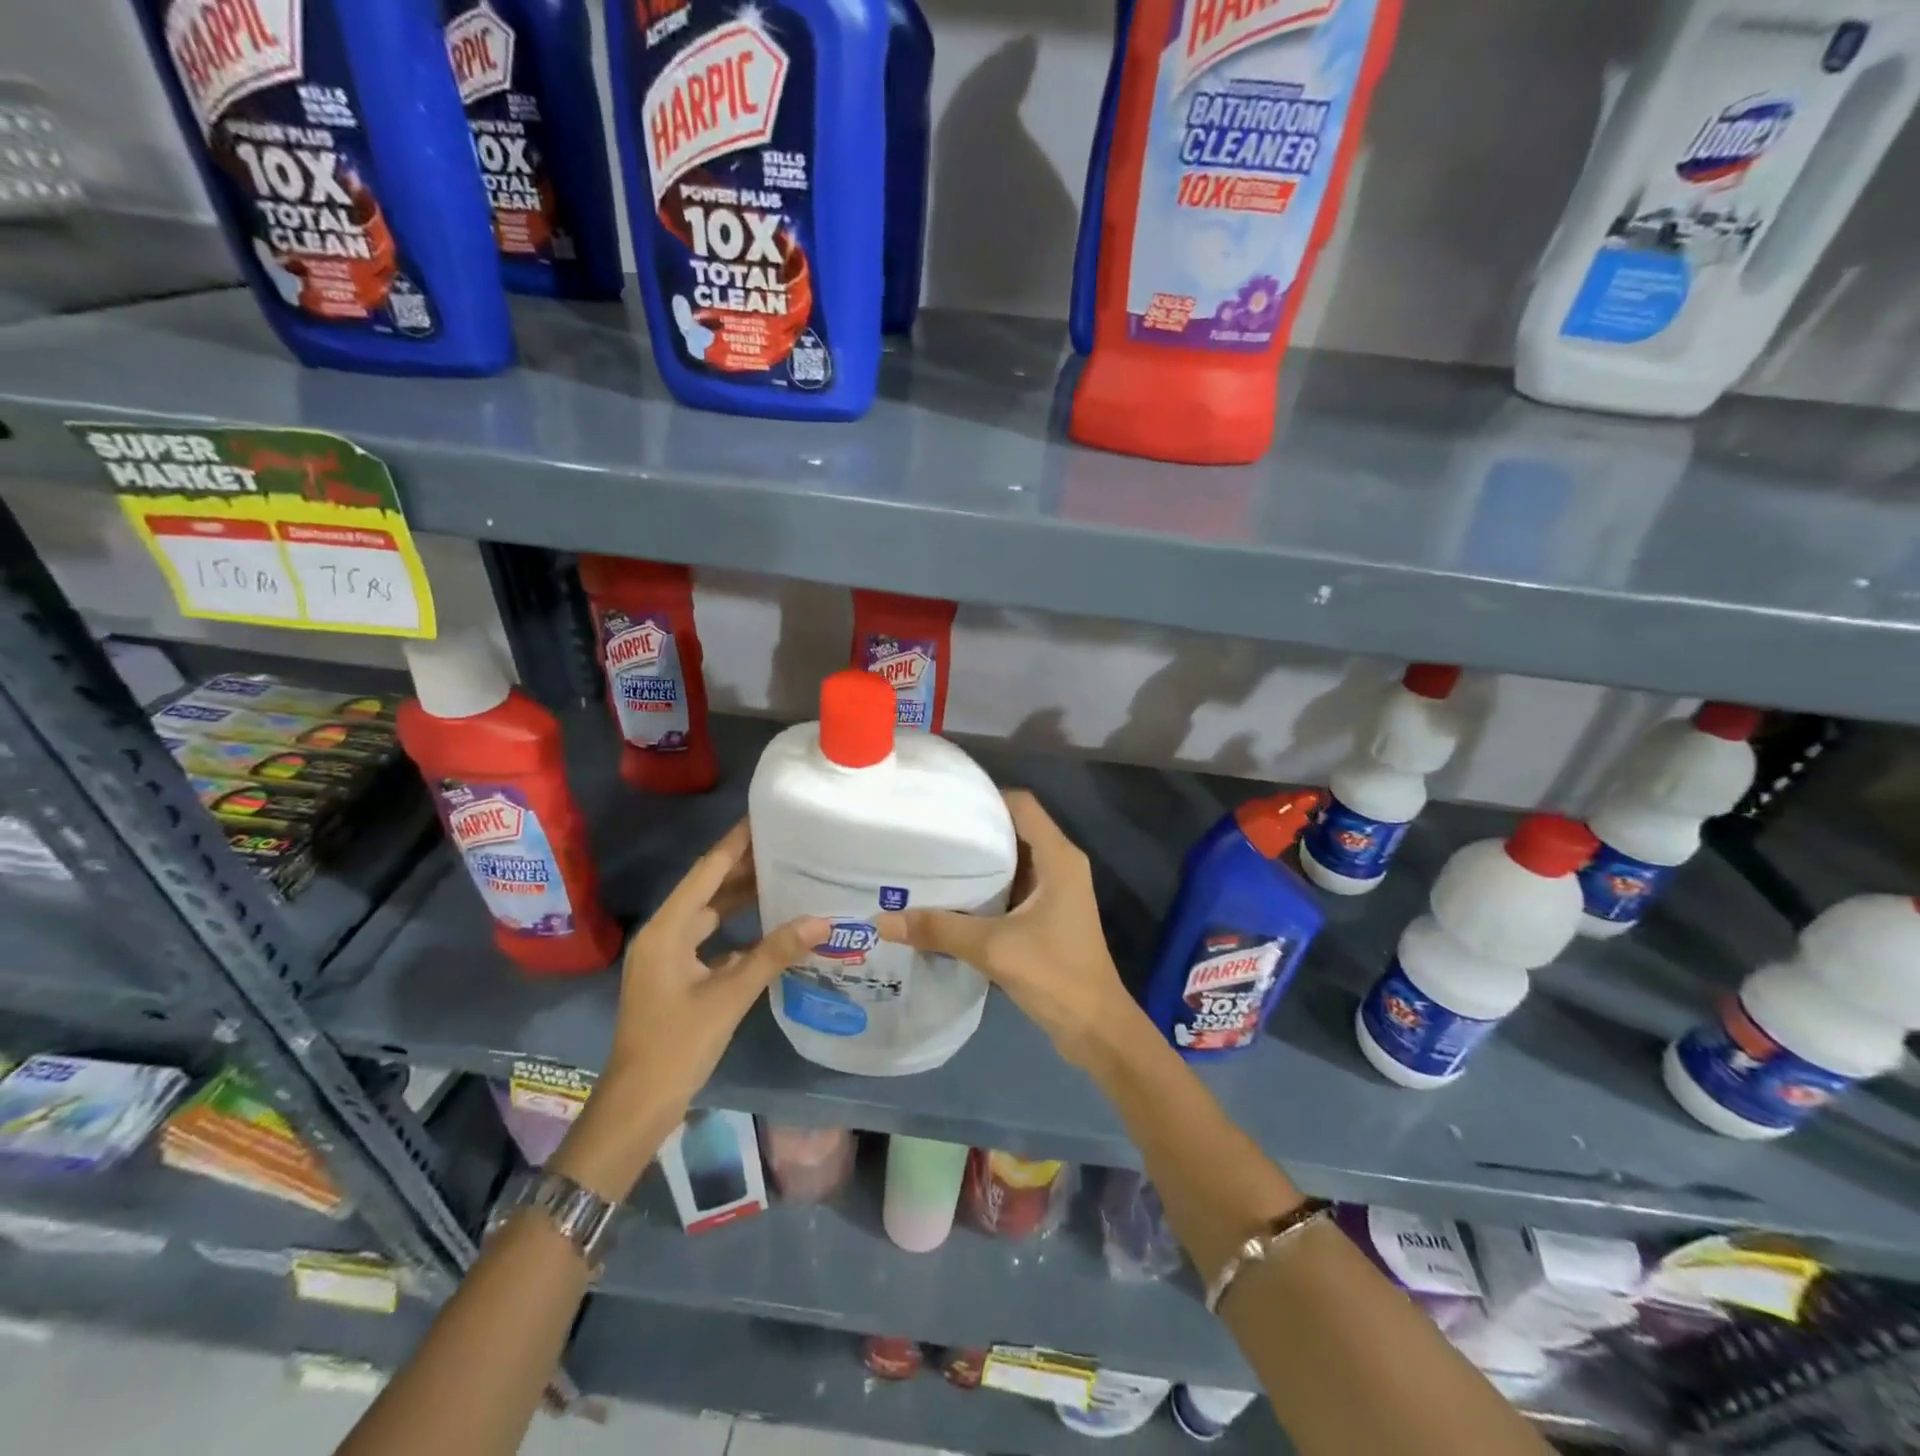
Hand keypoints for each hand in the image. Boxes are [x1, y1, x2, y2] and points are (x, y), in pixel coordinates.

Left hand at [557, 822, 823, 1199]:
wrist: (638, 1104)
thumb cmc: (677, 1045)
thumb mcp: (730, 996)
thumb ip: (774, 954)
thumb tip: (821, 921)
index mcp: (667, 930)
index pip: (706, 873)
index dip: (734, 844)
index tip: (763, 817)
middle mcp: (664, 934)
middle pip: (707, 889)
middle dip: (743, 867)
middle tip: (786, 845)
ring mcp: (668, 957)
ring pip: (709, 915)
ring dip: (741, 898)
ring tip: (783, 875)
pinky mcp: (676, 976)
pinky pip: (710, 939)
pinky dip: (737, 929)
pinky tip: (769, 927)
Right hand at [876, 790, 1136, 1067]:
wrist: (1095, 1027)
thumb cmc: (1054, 974)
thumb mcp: (992, 948)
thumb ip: (939, 929)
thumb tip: (883, 920)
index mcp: (1058, 857)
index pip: (1021, 805)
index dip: (985, 798)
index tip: (944, 804)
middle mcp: (1060, 865)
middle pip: (1014, 829)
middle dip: (974, 830)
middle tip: (928, 832)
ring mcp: (1056, 890)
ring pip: (1013, 860)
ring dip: (979, 861)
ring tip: (932, 859)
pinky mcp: (1049, 914)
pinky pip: (1014, 886)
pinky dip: (987, 886)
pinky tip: (952, 897)